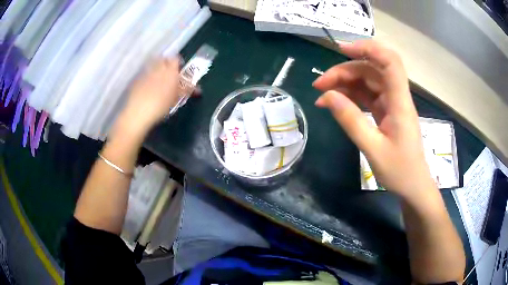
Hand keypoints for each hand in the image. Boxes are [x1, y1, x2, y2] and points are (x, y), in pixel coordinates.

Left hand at [114, 58, 186, 138]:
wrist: (138, 112)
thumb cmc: (161, 105)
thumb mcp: (177, 98)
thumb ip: (187, 90)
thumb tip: (198, 88)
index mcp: (170, 71)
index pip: (176, 59)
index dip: (178, 64)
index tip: (179, 72)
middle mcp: (158, 67)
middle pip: (163, 59)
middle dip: (167, 64)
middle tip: (169, 75)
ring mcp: (146, 72)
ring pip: (153, 65)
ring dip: (157, 70)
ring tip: (159, 81)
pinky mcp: (137, 79)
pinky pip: (145, 73)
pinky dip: (148, 77)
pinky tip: (148, 88)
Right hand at [313, 40, 433, 197]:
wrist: (413, 186)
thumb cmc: (400, 171)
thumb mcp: (373, 149)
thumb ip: (351, 120)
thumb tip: (327, 96)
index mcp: (399, 101)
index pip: (389, 61)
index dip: (368, 48)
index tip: (342, 50)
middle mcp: (396, 96)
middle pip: (371, 70)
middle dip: (344, 71)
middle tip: (319, 85)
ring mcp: (391, 103)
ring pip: (367, 81)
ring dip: (344, 83)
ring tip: (322, 94)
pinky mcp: (386, 111)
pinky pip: (367, 95)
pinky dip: (350, 96)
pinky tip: (335, 102)